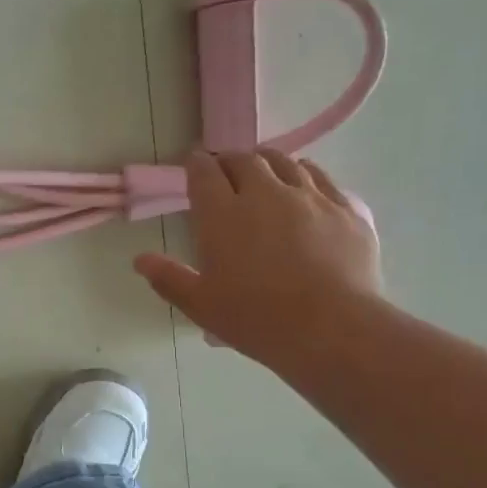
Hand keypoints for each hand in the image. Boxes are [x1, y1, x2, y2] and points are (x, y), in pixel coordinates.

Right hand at [134, 149, 382, 369]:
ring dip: (267, 161)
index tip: (193, 164)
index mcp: (222, 215)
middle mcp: (265, 193)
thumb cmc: (255, 318)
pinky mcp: (345, 208)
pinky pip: (321, 177)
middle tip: (224, 170)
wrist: (331, 328)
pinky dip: (305, 172)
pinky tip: (304, 181)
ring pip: (285, 162)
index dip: (196, 164)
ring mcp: (309, 197)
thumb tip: (140, 260)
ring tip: (262, 169)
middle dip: (230, 159)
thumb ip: (168, 278)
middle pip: (244, 160)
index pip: (204, 173)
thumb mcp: (201, 305)